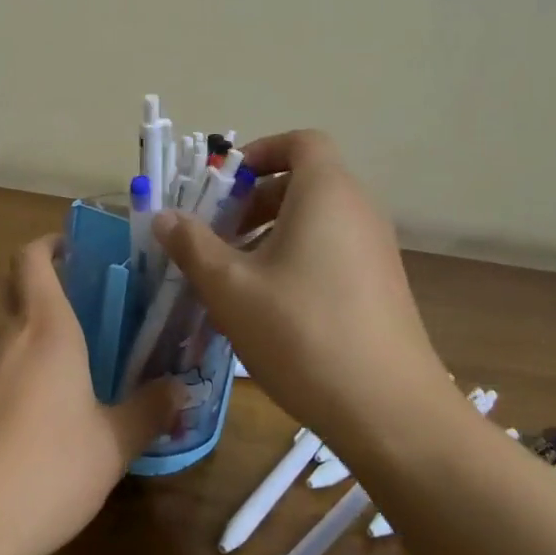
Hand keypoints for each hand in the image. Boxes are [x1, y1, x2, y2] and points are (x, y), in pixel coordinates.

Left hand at [0, 235, 178, 554]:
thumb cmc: (46, 471)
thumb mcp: (111, 448)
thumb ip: (148, 412)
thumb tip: (181, 391)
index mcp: (45, 327)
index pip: (33, 257)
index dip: (47, 245)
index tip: (66, 250)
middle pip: (5, 281)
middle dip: (27, 280)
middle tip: (57, 305)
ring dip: (4, 331)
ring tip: (28, 370)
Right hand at [154, 131, 449, 455]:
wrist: (391, 413)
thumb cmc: (302, 333)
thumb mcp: (231, 288)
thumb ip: (193, 245)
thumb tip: (164, 216)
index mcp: (327, 193)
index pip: (301, 142)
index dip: (260, 152)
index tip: (225, 184)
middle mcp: (358, 210)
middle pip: (304, 181)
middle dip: (255, 200)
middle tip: (218, 233)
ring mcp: (376, 249)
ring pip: (317, 219)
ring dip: (272, 232)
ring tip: (236, 273)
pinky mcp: (382, 285)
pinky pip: (333, 249)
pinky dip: (298, 256)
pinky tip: (271, 305)